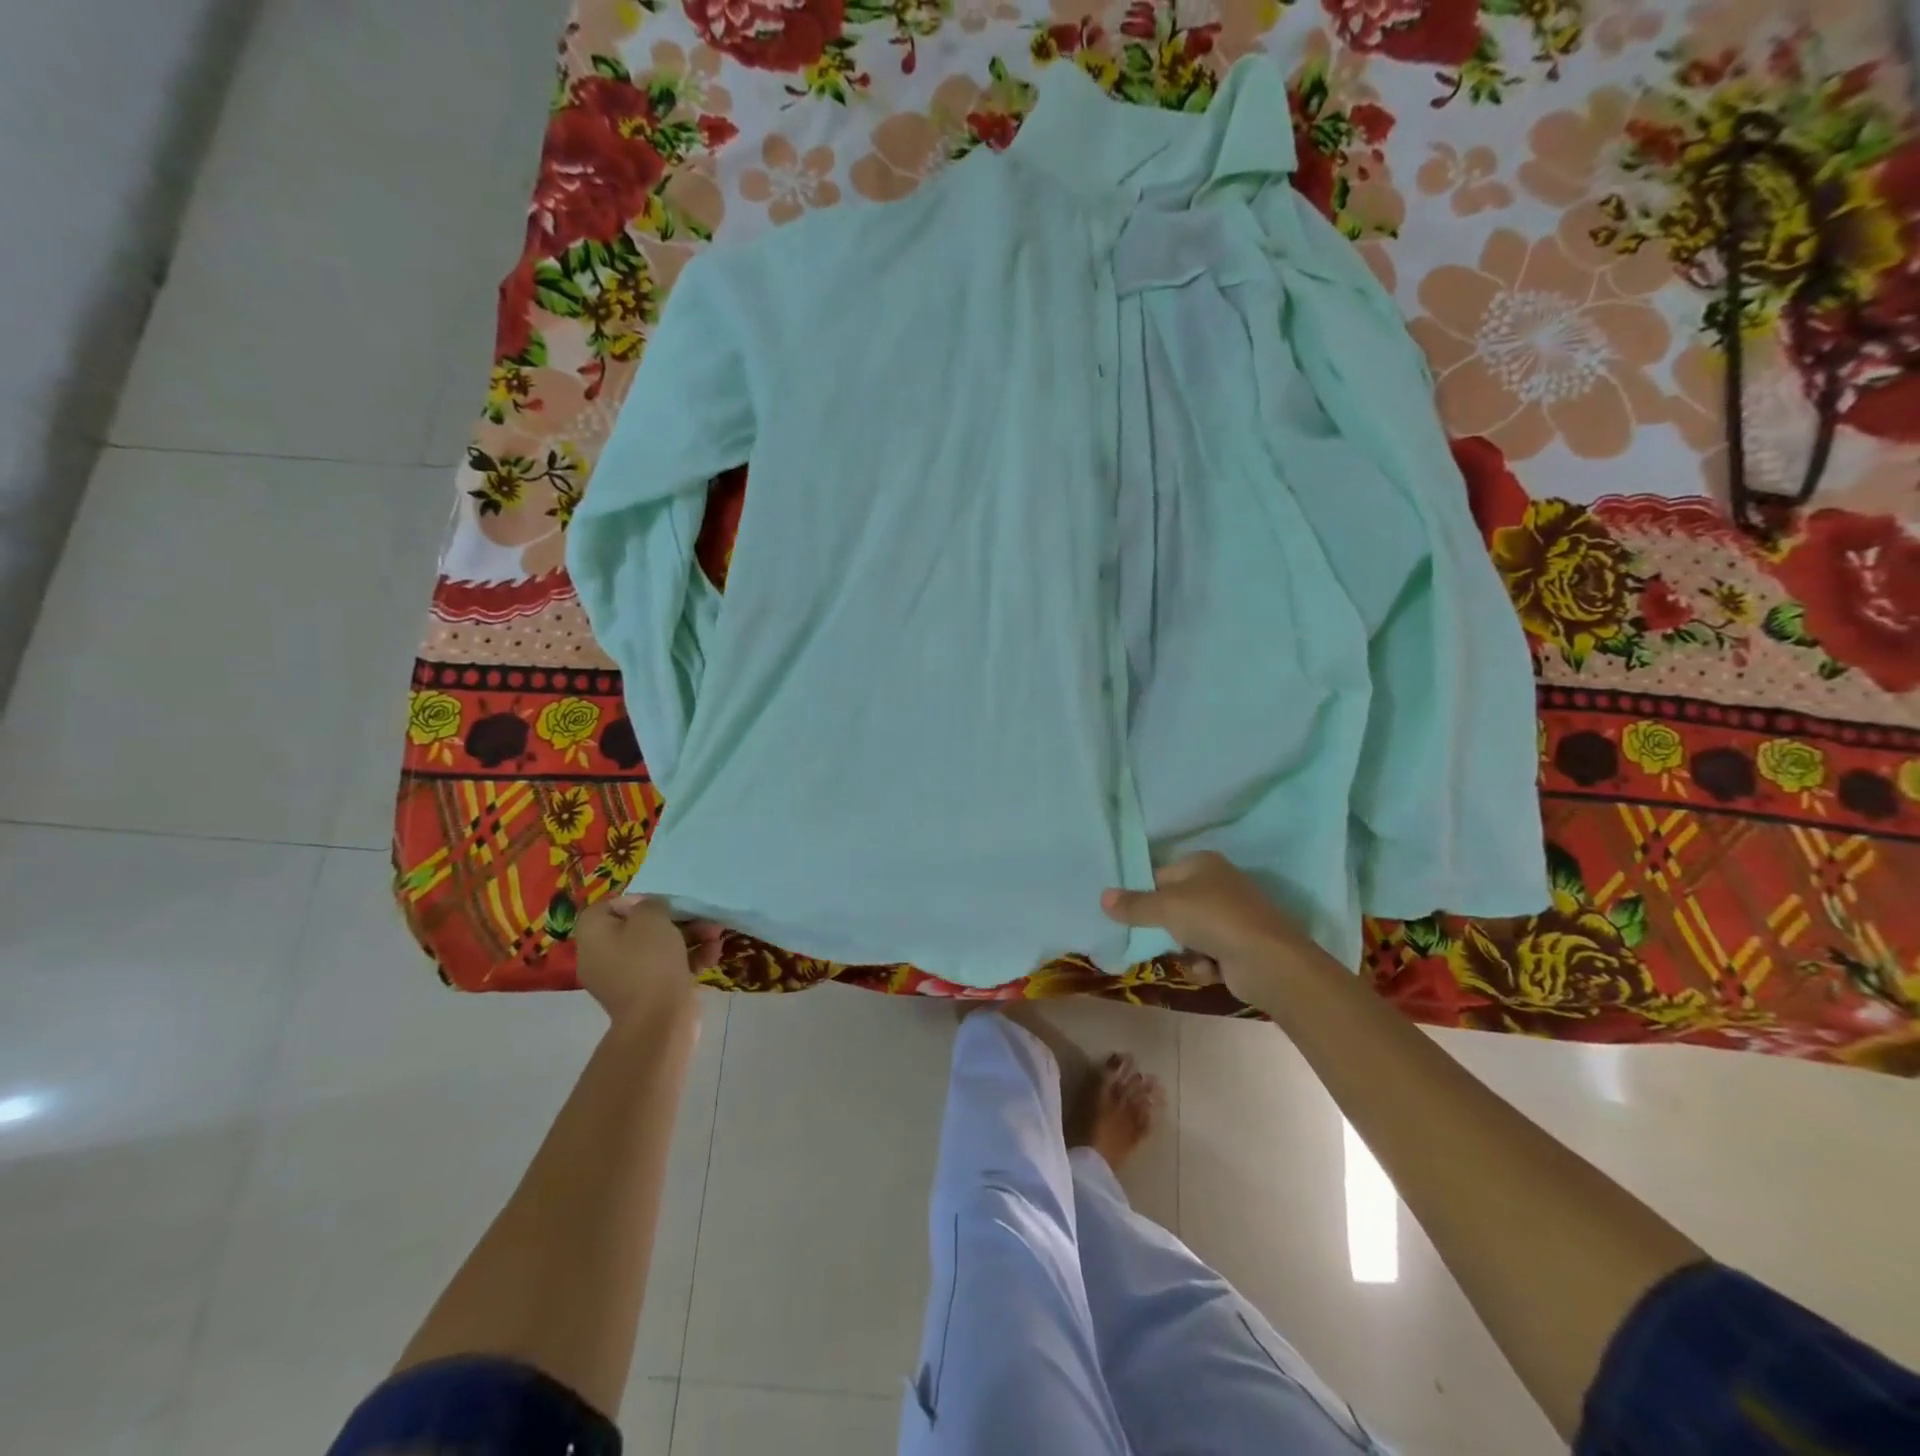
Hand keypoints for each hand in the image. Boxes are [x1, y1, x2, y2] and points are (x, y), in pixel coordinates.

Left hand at [576, 896, 724, 1032]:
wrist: (659, 1021)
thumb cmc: (650, 962)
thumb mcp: (651, 918)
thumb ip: (650, 904)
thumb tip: (650, 909)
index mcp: (594, 936)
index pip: (608, 907)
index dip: (636, 900)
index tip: (662, 901)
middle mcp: (604, 956)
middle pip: (639, 927)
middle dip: (676, 919)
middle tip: (701, 916)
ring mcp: (626, 977)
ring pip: (659, 947)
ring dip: (690, 937)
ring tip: (716, 935)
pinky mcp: (648, 993)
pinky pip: (667, 967)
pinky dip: (689, 959)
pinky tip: (713, 954)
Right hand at [1100, 851, 1317, 1006]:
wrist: (1267, 960)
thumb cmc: (1213, 919)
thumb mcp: (1165, 907)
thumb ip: (1133, 904)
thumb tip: (1102, 897)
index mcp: (1202, 863)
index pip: (1160, 874)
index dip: (1142, 894)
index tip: (1125, 914)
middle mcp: (1218, 884)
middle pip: (1174, 905)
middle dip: (1163, 926)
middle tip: (1148, 938)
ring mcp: (1232, 915)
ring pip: (1189, 932)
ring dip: (1184, 949)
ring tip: (1188, 956)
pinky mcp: (1240, 945)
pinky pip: (1207, 953)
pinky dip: (1205, 963)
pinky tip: (1210, 969)